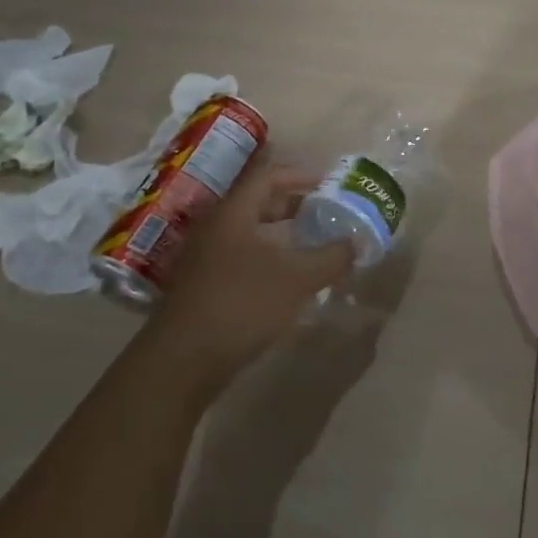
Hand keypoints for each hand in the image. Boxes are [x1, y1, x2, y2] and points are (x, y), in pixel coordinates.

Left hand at [152, 160, 353, 402]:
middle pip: (259, 202)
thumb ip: (331, 257)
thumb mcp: (296, 279)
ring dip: (285, 235)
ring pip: (252, 232)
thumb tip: (357, 242)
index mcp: (234, 212)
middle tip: (328, 211)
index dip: (301, 174)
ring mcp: (206, 257)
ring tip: (316, 244)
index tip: (330, 182)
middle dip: (296, 204)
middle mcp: (217, 227)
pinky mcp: (205, 285)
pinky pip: (244, 257)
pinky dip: (271, 258)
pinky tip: (291, 279)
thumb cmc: (241, 304)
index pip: (269, 175)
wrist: (181, 363)